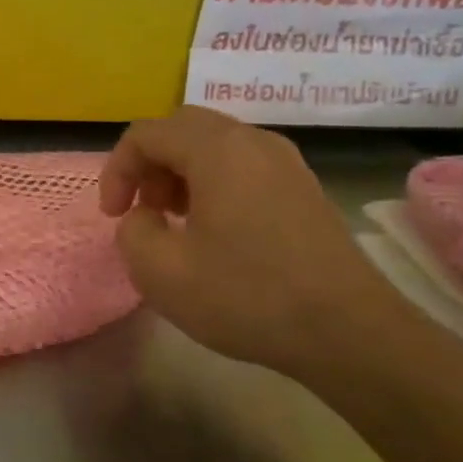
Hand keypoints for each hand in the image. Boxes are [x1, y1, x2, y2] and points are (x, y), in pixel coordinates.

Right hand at [100, 107, 401, 371]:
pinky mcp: (304, 189)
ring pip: (214, 145)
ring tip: (172, 219)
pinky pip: (242, 165)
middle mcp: (253, 142)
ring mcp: (286, 163)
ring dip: (180, 172)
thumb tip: (145, 218)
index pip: (145, 134)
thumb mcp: (160, 271)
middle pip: (182, 128)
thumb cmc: (247, 296)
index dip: (116, 170)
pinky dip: (212, 182)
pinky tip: (212, 229)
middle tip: (141, 207)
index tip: (113, 216)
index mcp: (216, 151)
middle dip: (149, 163)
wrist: (349, 333)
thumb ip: (132, 231)